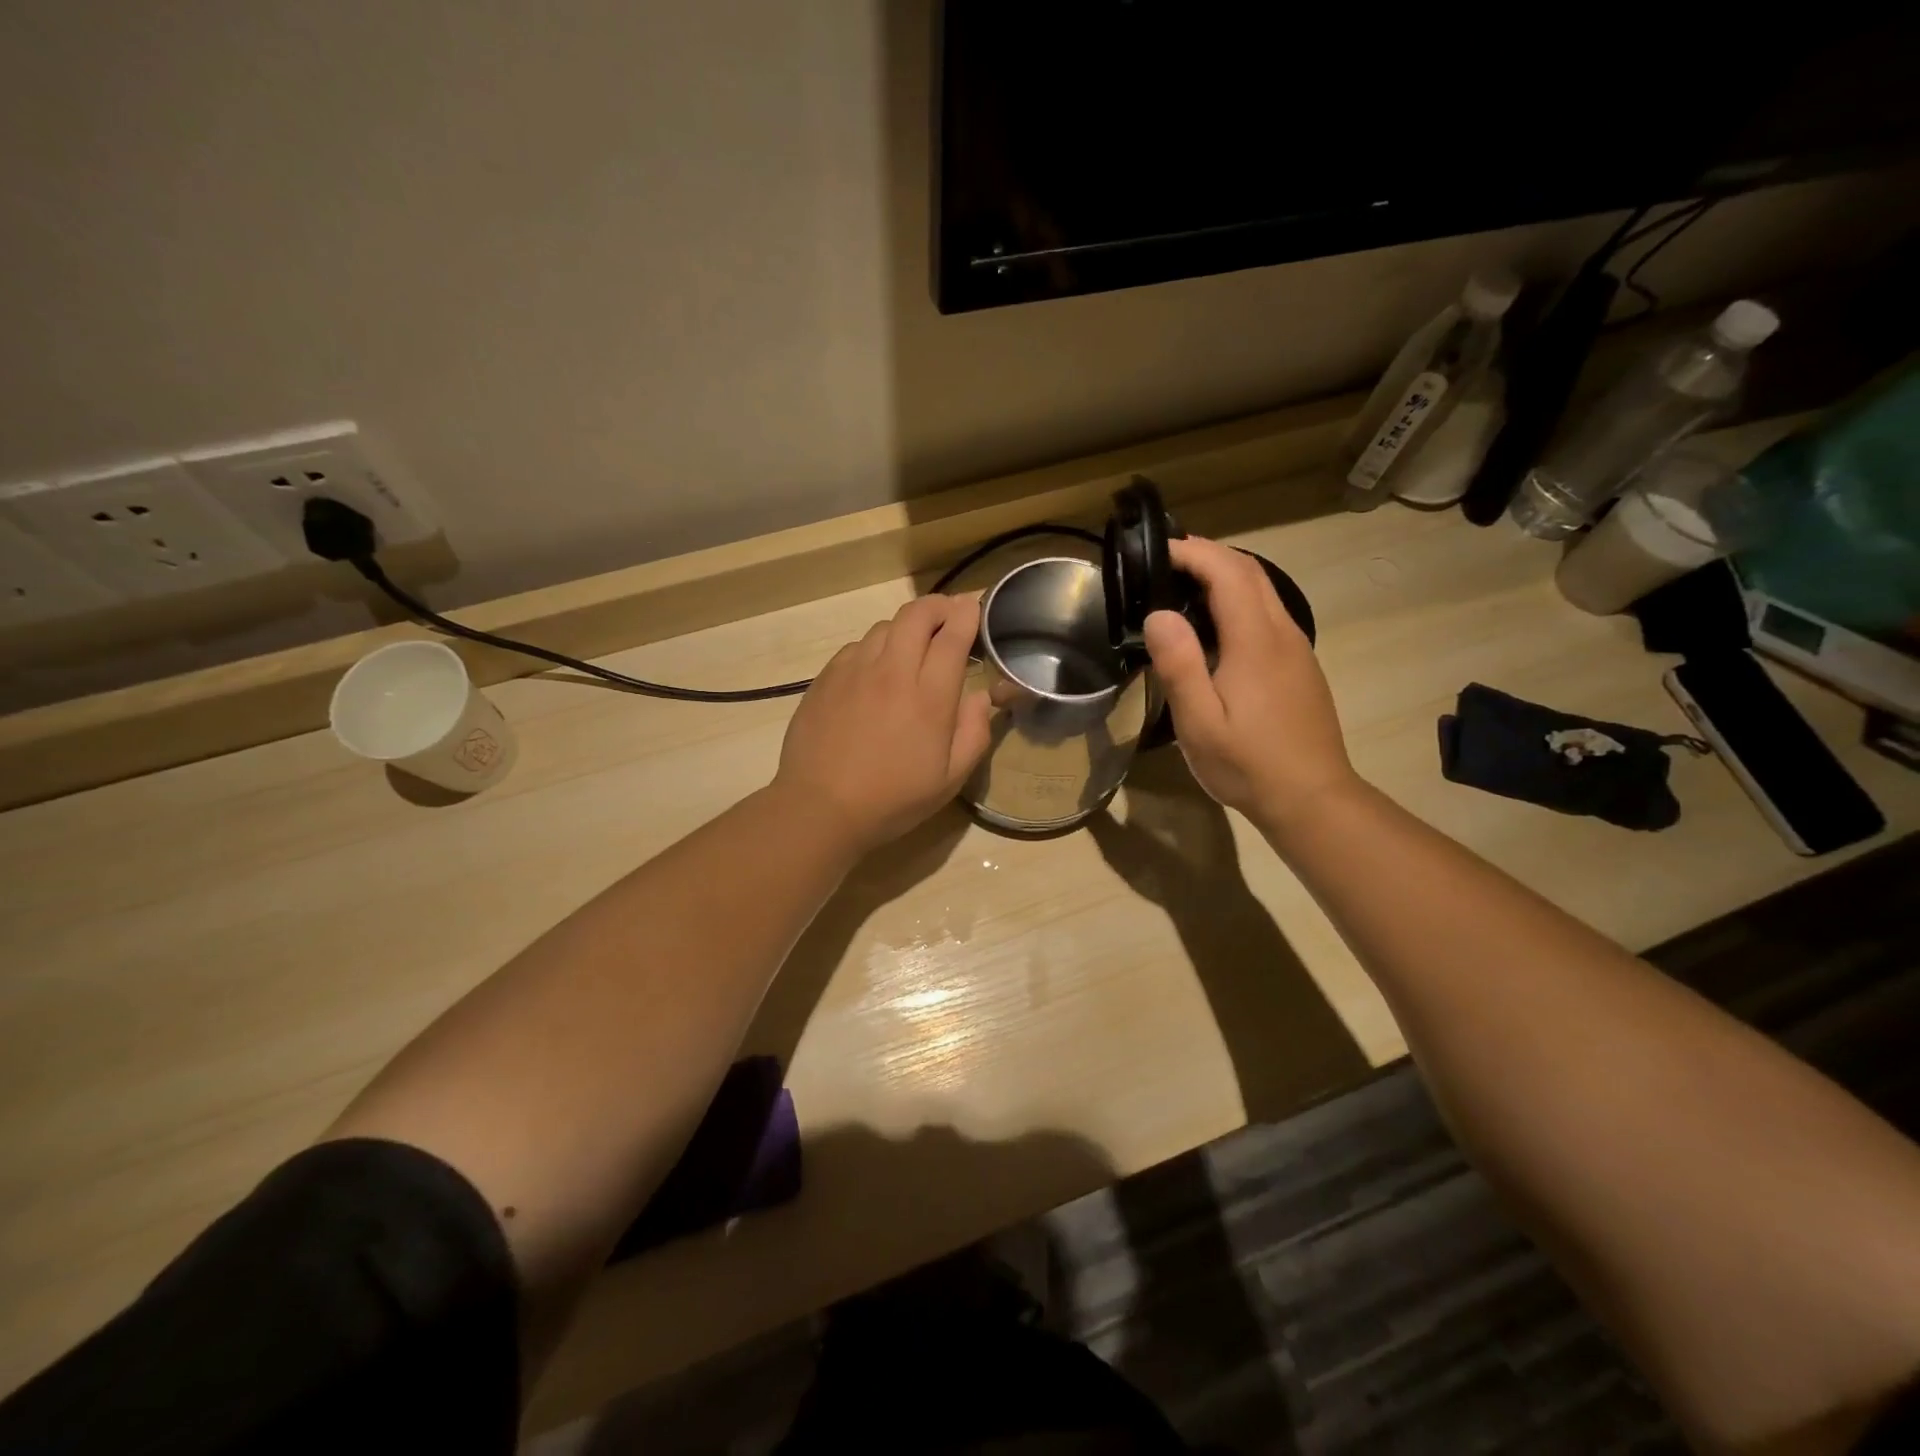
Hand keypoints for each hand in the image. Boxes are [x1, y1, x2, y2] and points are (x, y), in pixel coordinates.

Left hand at [774, 594, 991, 854]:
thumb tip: (980, 696)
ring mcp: (854, 670)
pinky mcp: (826, 677)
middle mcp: (892, 671)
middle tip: (948, 617)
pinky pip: (857, 646)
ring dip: (906, 627)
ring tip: (912, 647)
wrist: (820, 808)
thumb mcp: (950, 779)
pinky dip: (875, 647)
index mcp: (929, 696)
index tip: (975, 607)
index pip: (953, 634)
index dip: (968, 613)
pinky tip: (875, 672)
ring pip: (885, 625)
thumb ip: (974, 732)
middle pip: (917, 614)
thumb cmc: (893, 799)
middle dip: (938, 606)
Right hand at [1143, 536, 1357, 834]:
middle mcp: (1282, 633)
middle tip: (1165, 561)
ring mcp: (1297, 649)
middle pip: (1250, 572)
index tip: (1156, 550)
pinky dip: (1239, 600)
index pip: (1228, 572)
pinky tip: (1216, 627)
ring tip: (1183, 587)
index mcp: (1256, 641)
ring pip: (1263, 591)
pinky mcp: (1300, 666)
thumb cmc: (1248, 763)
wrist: (1312, 798)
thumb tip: (1160, 613)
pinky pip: (1268, 614)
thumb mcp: (1199, 722)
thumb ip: (1179, 665)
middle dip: (1209, 555)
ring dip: (1226, 575)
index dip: (1193, 551)